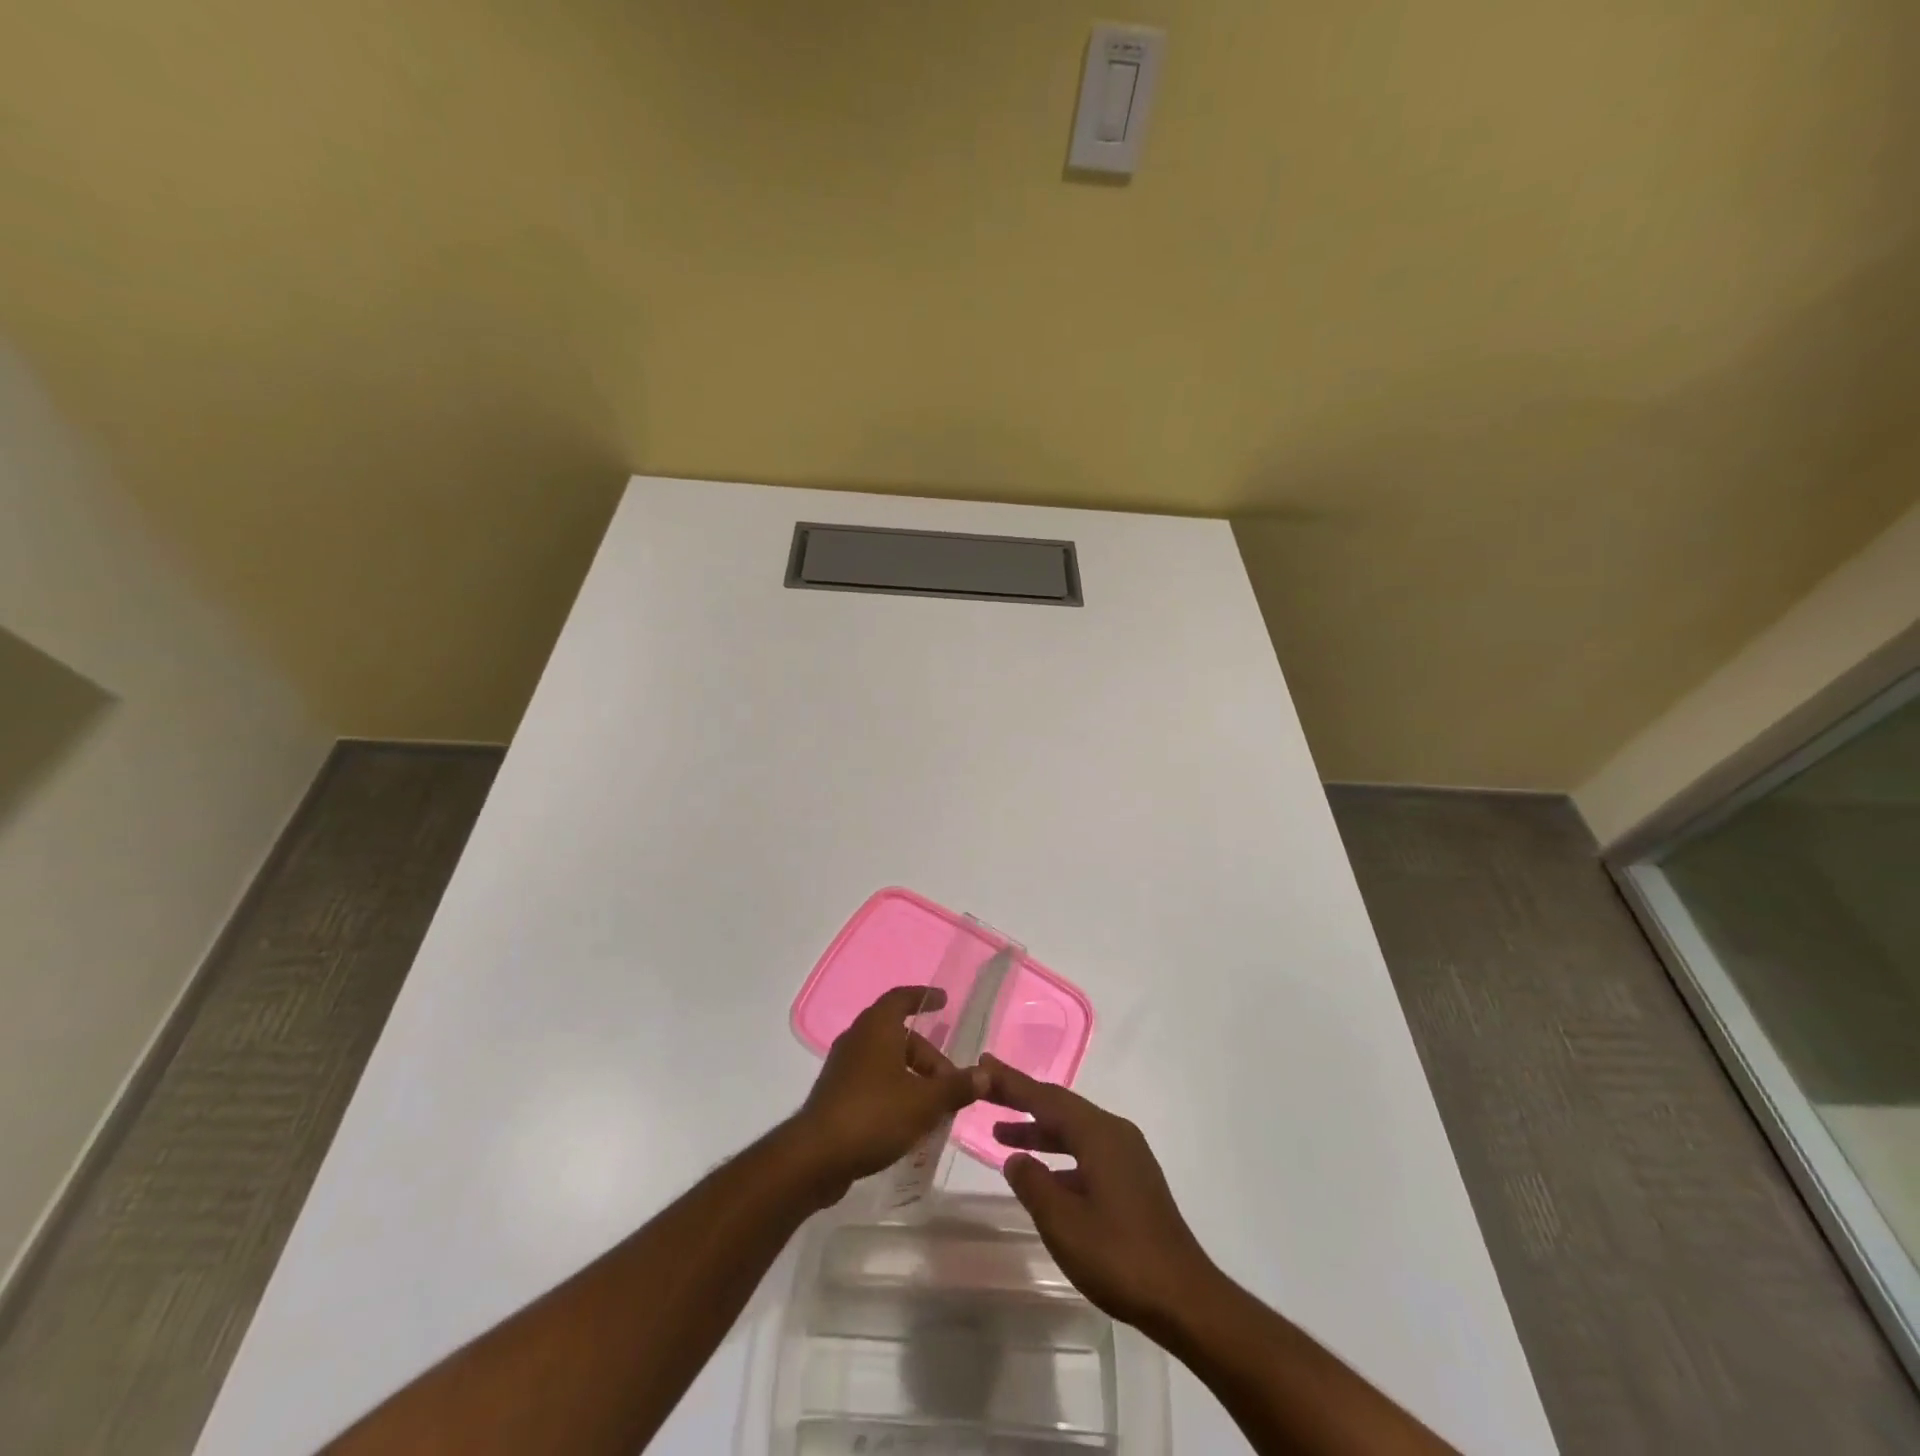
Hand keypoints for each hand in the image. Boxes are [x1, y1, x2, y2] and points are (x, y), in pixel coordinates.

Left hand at [792, 986, 985, 1203]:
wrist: (815, 1157)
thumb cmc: (874, 1115)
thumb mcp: (924, 1102)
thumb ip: (956, 1087)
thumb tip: (986, 1075)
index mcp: (877, 1027)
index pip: (902, 998)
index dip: (924, 997)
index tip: (944, 1001)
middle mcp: (857, 1038)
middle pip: (898, 1035)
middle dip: (927, 1055)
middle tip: (950, 1081)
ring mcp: (843, 1066)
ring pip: (885, 1059)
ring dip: (911, 1075)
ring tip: (934, 1104)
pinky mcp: (835, 1093)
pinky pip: (872, 1079)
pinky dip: (893, 1089)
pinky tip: (907, 1119)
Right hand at [984, 1055, 1217, 1334]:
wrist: (1185, 1298)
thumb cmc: (1119, 1257)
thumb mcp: (1064, 1223)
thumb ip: (1034, 1185)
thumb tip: (1016, 1158)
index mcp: (1098, 1134)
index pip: (1045, 1098)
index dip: (1011, 1082)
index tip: (983, 1063)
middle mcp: (1114, 1132)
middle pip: (1060, 1106)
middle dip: (1022, 1098)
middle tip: (986, 1090)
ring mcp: (1127, 1155)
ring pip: (1073, 1130)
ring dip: (1039, 1130)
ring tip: (1002, 1134)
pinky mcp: (1133, 1179)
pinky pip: (1086, 1150)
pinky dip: (1059, 1153)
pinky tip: (1043, 1174)